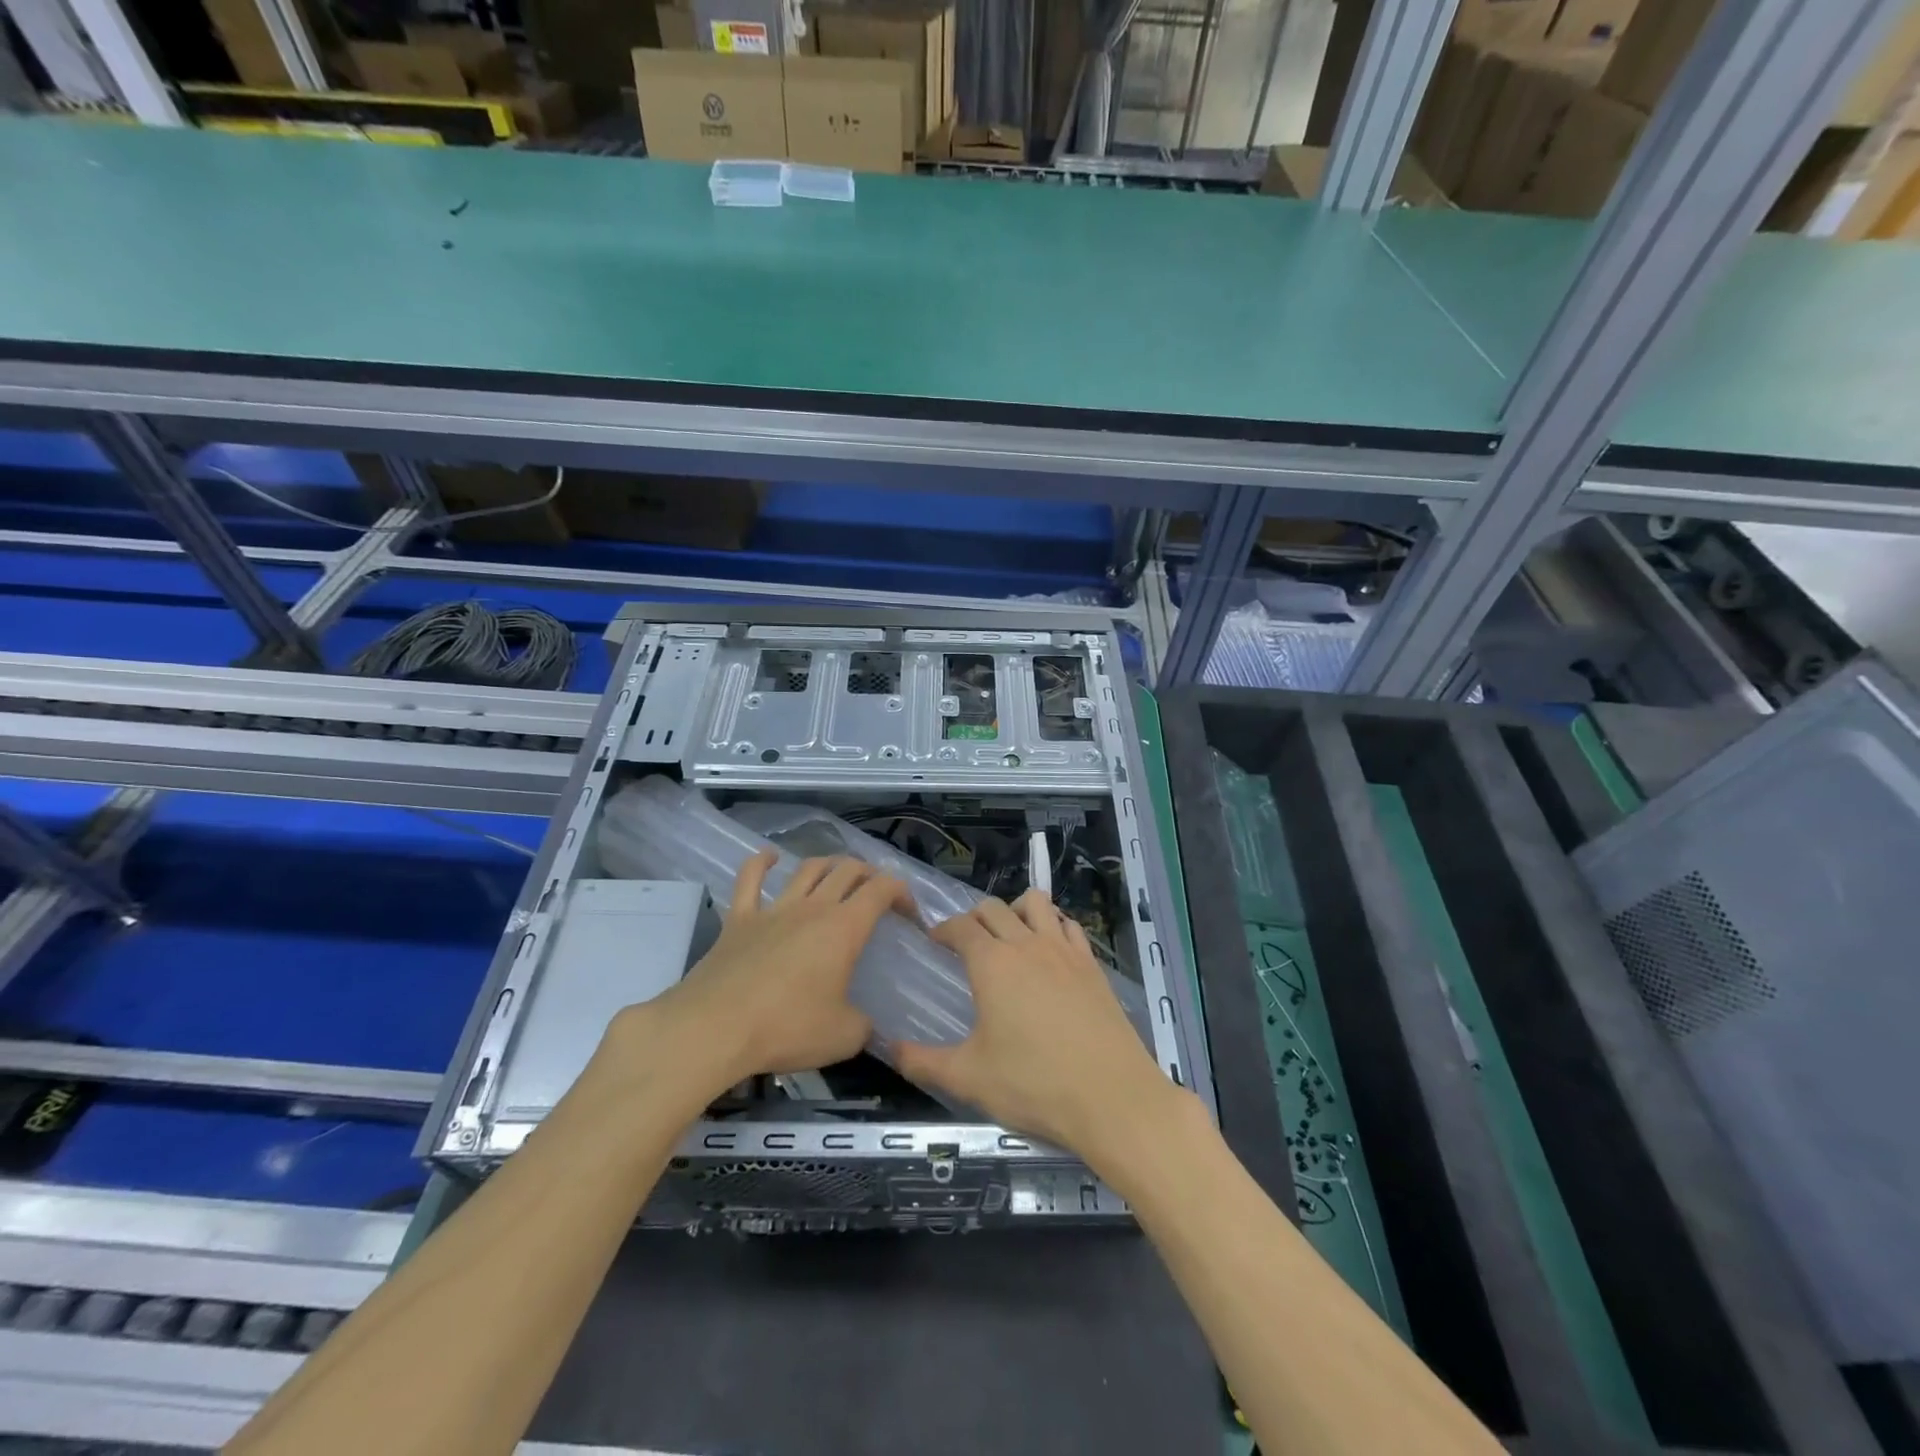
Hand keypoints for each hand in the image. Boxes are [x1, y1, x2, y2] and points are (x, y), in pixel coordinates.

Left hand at [597, 853, 911, 1106]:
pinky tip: (770, 857)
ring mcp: (773, 908)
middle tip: (876, 894)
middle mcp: (812, 907)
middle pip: (847, 870)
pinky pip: (750, 878)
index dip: (902, 892)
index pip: (882, 889)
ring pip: (807, 868)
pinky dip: (762, 862)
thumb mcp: (844, 1037)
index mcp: (844, 928)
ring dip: (828, 865)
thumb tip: (866, 1024)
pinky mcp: (739, 918)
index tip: (909, 913)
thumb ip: (863, 1025)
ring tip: (837, 874)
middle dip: (869, 874)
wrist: (714, 1028)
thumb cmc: (787, 1029)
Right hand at [894, 888, 1186, 1173]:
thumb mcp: (969, 1078)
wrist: (1112, 1097)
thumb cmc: (1034, 1085)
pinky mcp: (1092, 964)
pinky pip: (1069, 925)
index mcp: (992, 964)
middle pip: (994, 908)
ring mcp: (1064, 950)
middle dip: (974, 917)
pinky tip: (1050, 951)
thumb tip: (889, 1049)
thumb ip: (923, 1062)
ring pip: (1036, 903)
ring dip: (1016, 909)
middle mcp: (1027, 944)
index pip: (961, 927)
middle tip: (966, 942)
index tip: (935, 940)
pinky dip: (1053, 925)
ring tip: (1010, 935)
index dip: (943, 929)